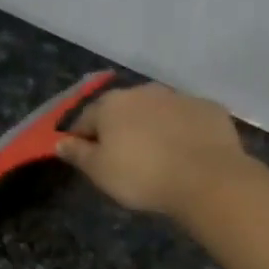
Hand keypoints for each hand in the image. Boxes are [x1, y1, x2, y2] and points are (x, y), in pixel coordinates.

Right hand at [56, 83, 250, 218]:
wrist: (206, 178)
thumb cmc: (142, 176)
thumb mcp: (100, 172)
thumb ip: (78, 154)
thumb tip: (59, 141)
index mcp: (112, 104)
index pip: (86, 119)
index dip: (82, 138)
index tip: (86, 156)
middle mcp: (144, 91)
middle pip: (123, 110)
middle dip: (120, 128)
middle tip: (124, 157)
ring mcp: (179, 96)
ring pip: (157, 111)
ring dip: (153, 126)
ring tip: (158, 155)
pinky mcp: (209, 108)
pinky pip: (188, 118)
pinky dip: (183, 131)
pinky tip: (187, 152)